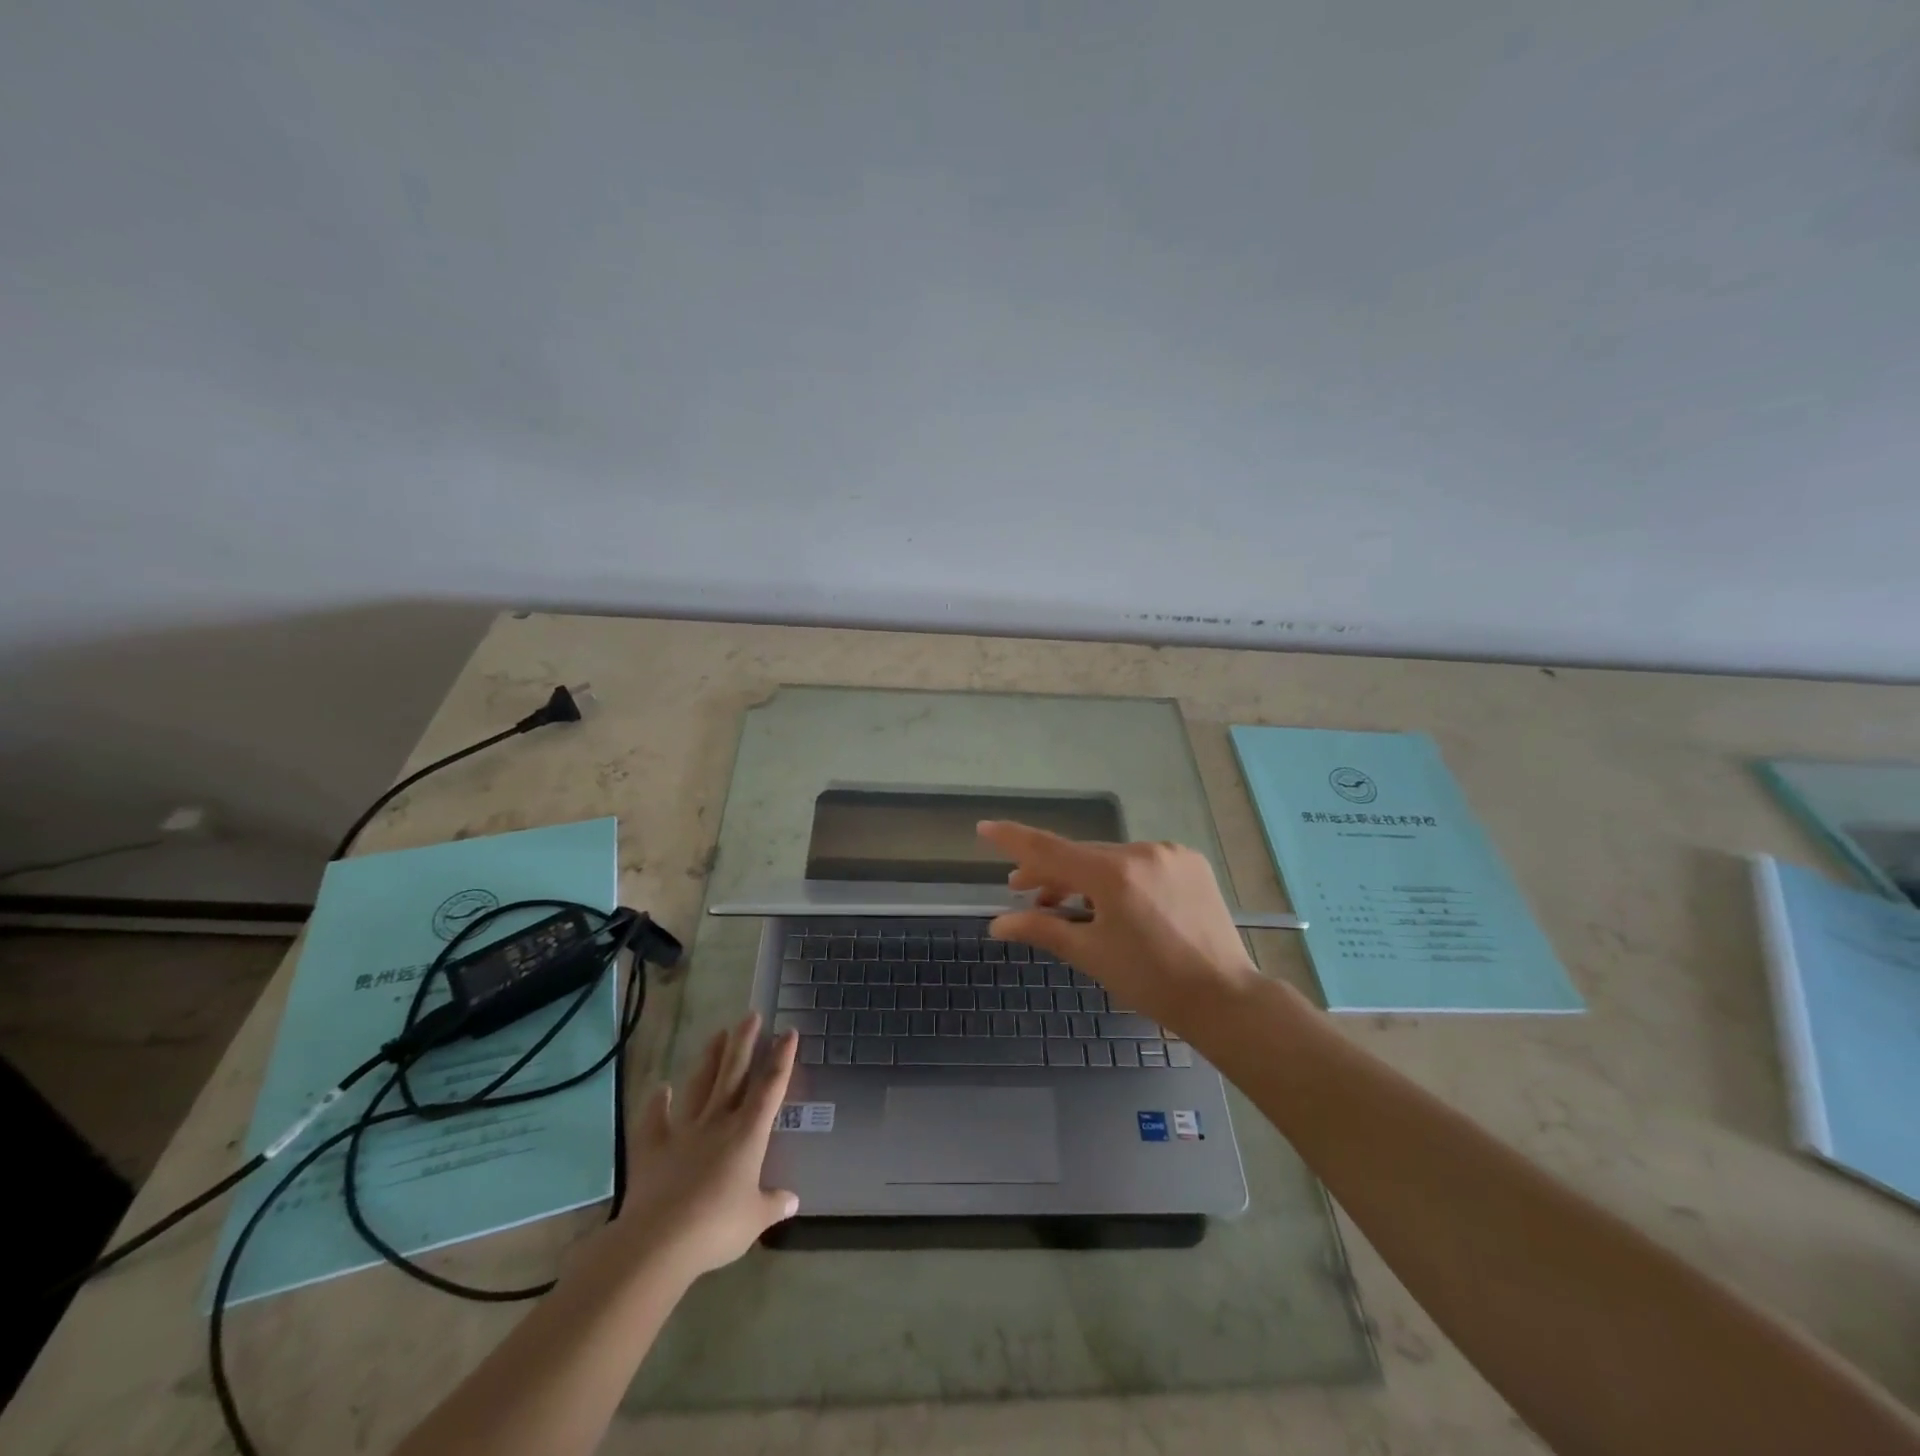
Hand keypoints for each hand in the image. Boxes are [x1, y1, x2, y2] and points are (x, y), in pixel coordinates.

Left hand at [610, 1014, 799, 1278]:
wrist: (659, 1240)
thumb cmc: (716, 1227)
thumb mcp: (755, 1219)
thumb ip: (773, 1204)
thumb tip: (792, 1200)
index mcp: (748, 1134)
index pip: (770, 1087)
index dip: (782, 1058)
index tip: (789, 1032)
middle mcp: (718, 1122)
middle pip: (734, 1074)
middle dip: (744, 1042)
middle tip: (751, 1015)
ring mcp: (684, 1131)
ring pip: (700, 1086)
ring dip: (710, 1059)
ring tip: (718, 1034)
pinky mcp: (653, 1148)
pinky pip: (655, 1120)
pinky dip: (658, 1103)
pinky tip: (661, 1088)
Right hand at [979, 820, 1261, 1036]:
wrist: (1224, 997)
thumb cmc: (1150, 982)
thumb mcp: (1091, 954)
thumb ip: (1042, 929)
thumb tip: (996, 924)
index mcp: (1114, 875)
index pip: (1050, 849)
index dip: (1013, 839)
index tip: (985, 828)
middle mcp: (1141, 851)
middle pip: (1080, 855)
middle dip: (1049, 872)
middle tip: (1022, 889)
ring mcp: (1169, 853)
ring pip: (1109, 857)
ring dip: (1083, 876)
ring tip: (1064, 903)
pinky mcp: (1189, 861)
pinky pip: (1138, 861)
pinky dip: (1117, 876)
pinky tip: (1111, 901)